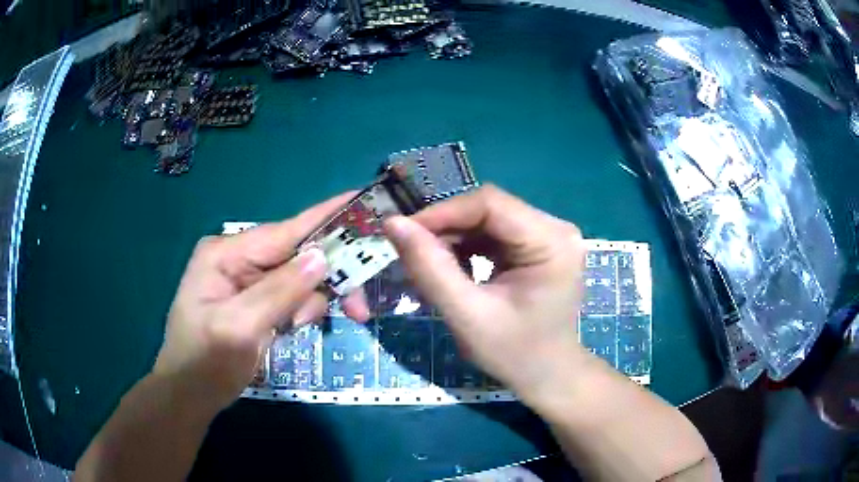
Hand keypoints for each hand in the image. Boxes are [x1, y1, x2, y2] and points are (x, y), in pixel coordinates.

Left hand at [153, 193, 369, 410]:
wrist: (190, 394)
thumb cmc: (205, 362)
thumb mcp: (239, 328)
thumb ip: (278, 292)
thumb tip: (321, 257)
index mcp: (226, 254)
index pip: (285, 231)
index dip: (327, 217)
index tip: (365, 201)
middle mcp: (239, 259)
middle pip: (298, 256)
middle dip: (327, 279)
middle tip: (358, 310)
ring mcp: (247, 280)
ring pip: (300, 279)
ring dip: (311, 302)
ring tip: (298, 329)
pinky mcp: (255, 300)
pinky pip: (291, 296)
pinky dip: (302, 311)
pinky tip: (292, 329)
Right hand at [384, 185, 588, 402]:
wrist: (547, 376)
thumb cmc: (514, 354)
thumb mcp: (467, 315)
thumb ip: (429, 268)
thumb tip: (392, 223)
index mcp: (551, 241)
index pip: (490, 203)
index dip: (442, 212)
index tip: (402, 233)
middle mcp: (555, 228)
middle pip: (489, 209)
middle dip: (446, 227)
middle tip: (410, 251)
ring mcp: (548, 235)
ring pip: (487, 219)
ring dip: (453, 237)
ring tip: (428, 262)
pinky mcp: (537, 245)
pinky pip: (493, 233)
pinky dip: (467, 246)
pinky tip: (452, 267)